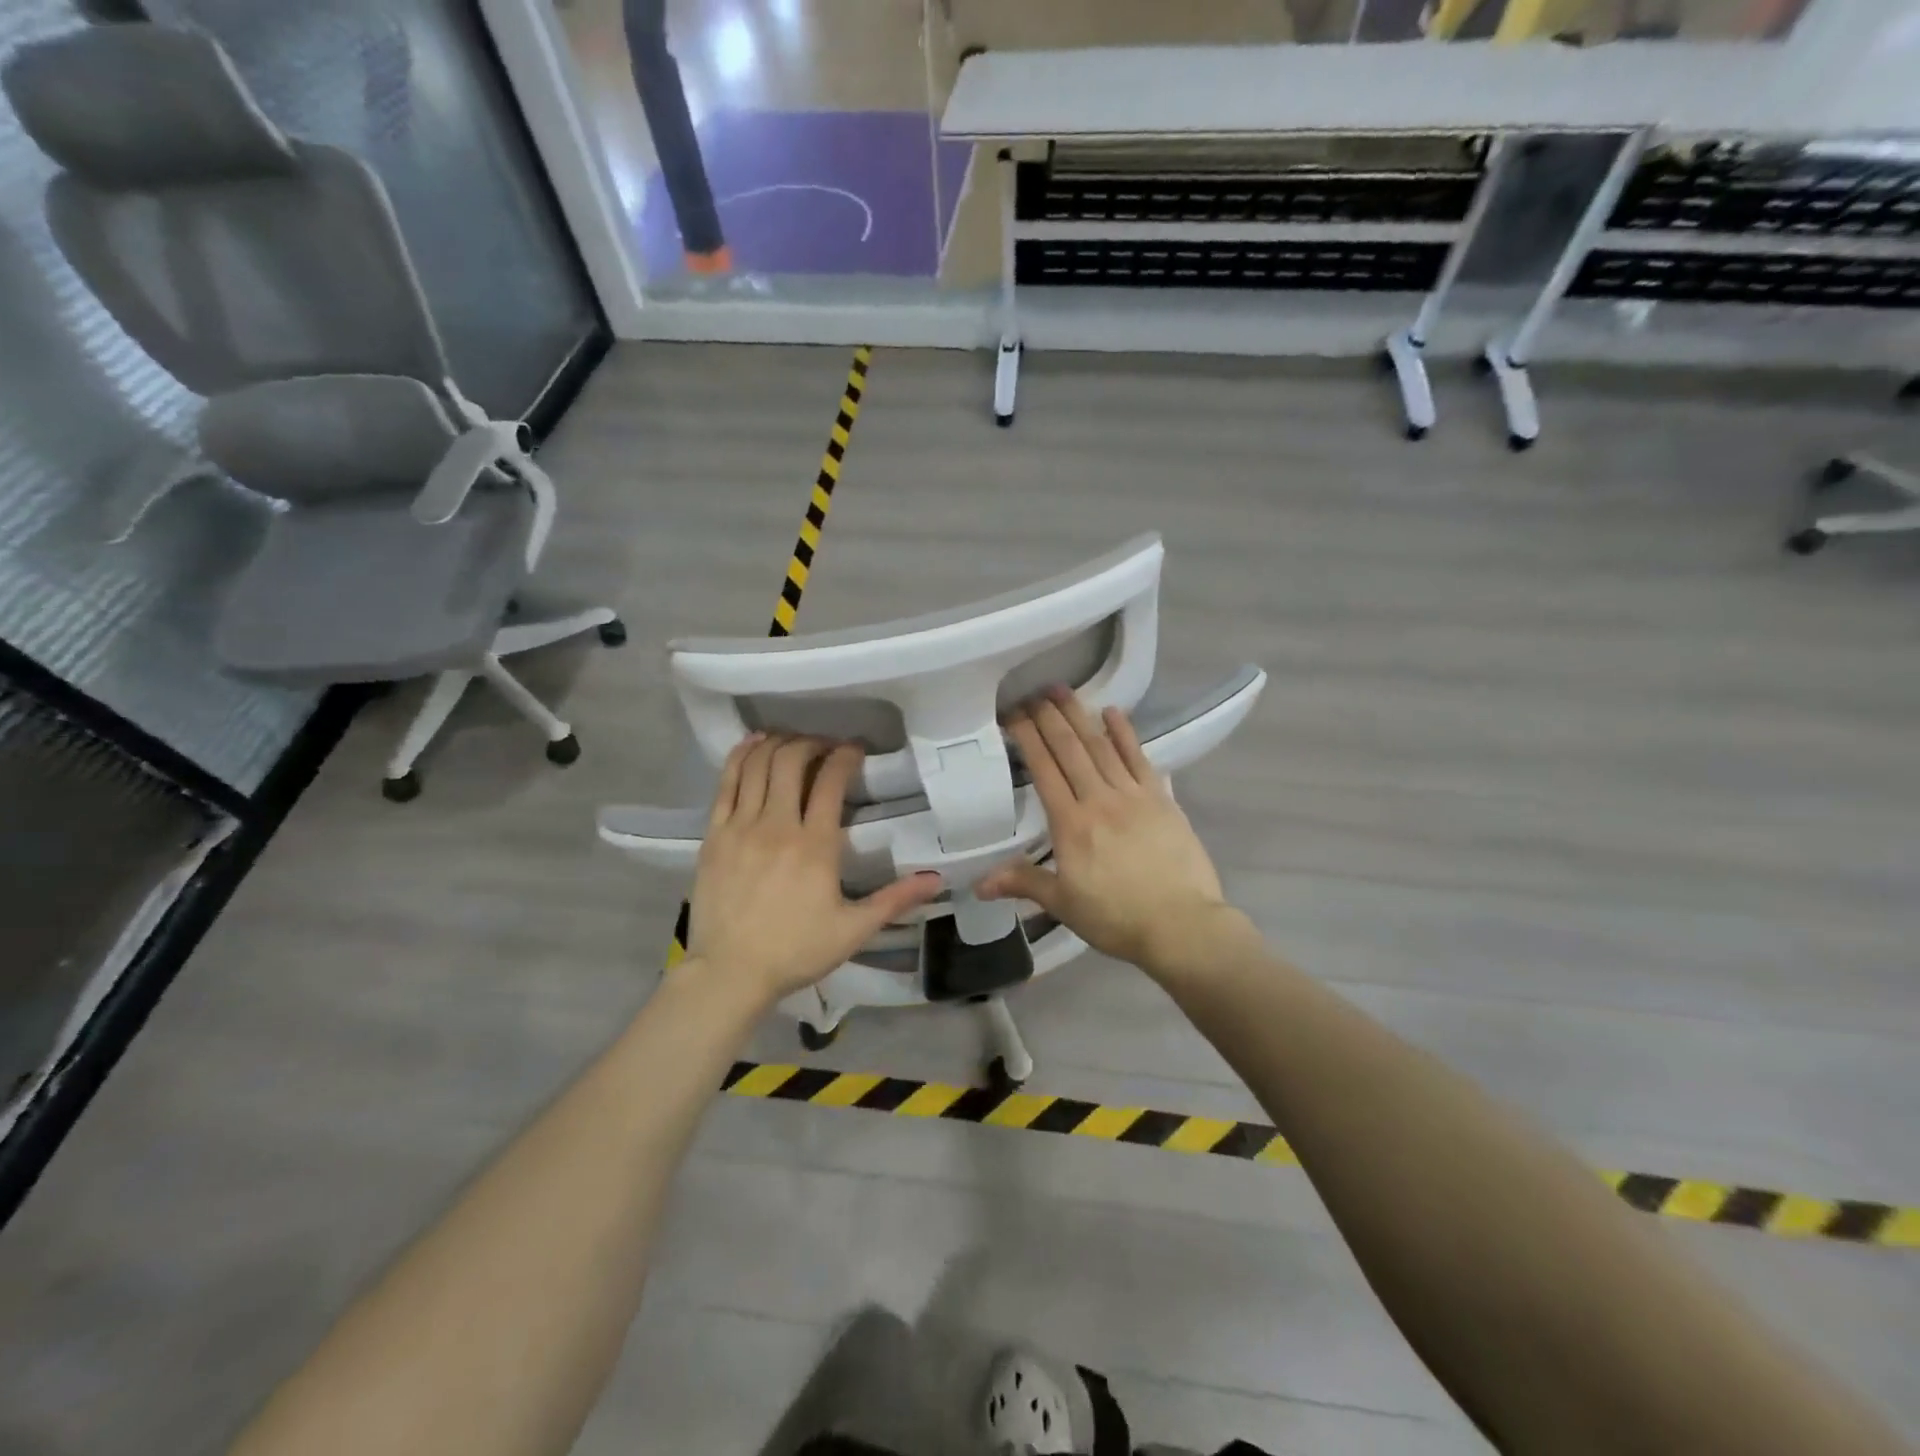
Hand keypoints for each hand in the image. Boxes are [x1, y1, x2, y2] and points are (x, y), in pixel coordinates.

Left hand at [683, 733, 942, 1006]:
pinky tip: (753, 744)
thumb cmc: (795, 951)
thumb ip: (894, 899)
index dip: (845, 755)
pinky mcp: (714, 834)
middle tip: (825, 747)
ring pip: (758, 764)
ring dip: (778, 744)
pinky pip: (726, 782)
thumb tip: (936, 879)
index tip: (855, 749)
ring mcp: (741, 826)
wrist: (729, 973)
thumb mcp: (853, 930)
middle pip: (792, 760)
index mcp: (815, 845)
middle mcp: (777, 825)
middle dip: (812, 743)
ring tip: (793, 742)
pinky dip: (740, 756)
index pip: (832, 781)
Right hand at [979, 691, 1238, 977]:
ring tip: (1062, 691)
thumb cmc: (1117, 918)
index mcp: (1070, 824)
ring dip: (1080, 716)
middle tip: (1033, 692)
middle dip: (1049, 718)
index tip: (1013, 714)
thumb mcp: (1063, 904)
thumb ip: (1023, 883)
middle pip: (1070, 750)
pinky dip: (1125, 734)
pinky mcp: (1162, 799)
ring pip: (1101, 747)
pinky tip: (1112, 713)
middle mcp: (1099, 800)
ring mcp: (1133, 796)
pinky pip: (1139, 759)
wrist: (1181, 925)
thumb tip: (978, 883)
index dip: (1027, 738)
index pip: (1043, 770)